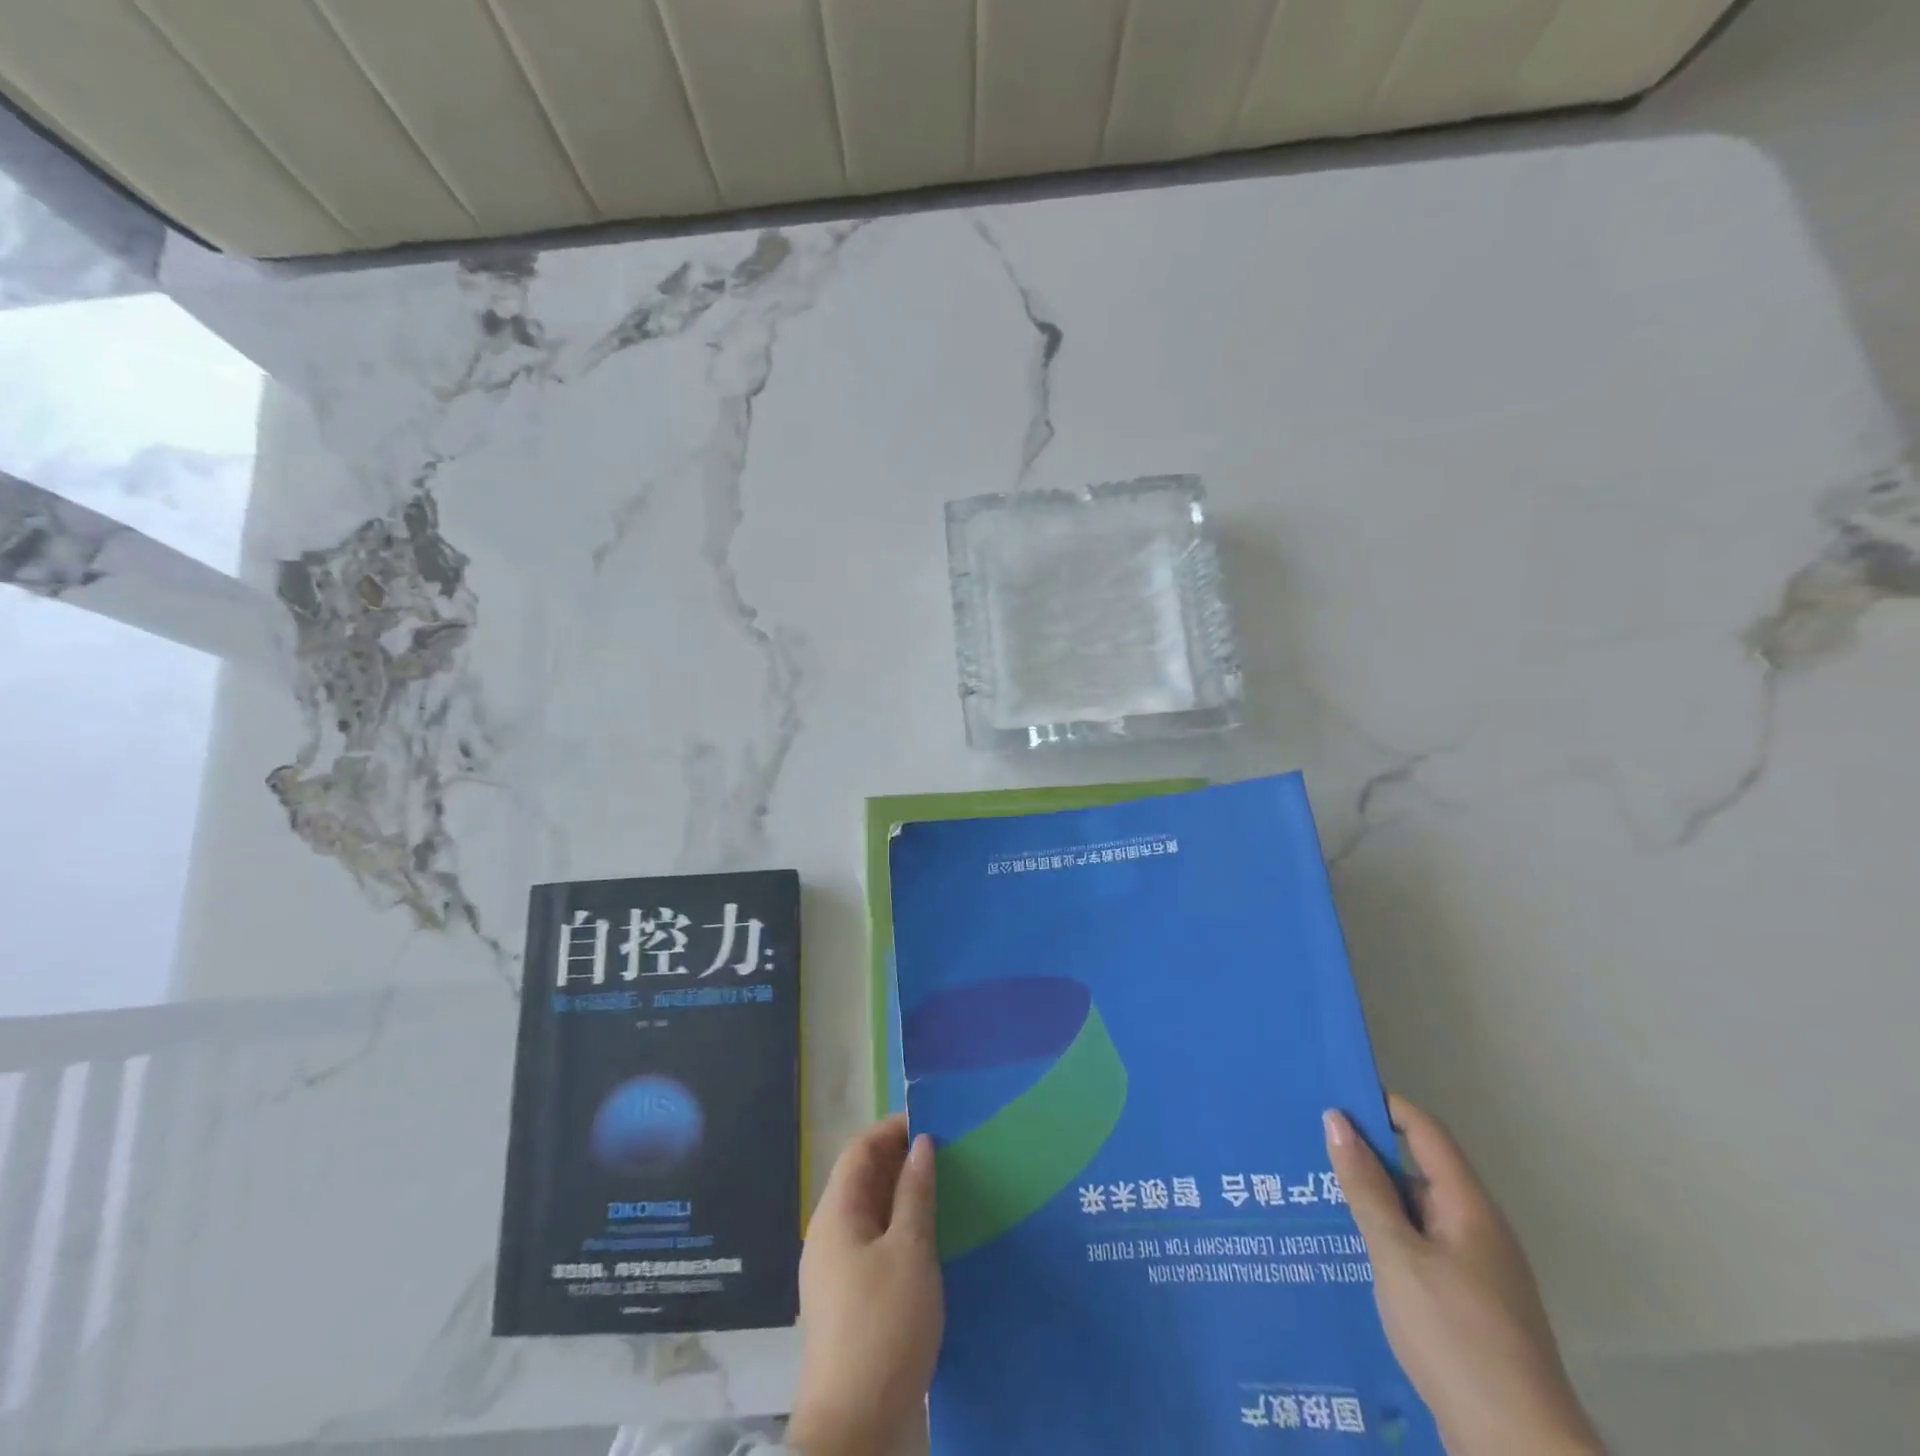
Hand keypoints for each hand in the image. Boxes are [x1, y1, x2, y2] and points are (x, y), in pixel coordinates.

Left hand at [789, 1115, 942, 1455]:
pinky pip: (878, 1245)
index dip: (892, 1129)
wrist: (854, 1431)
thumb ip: (916, 1193)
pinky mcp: (853, 1301)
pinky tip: (937, 1238)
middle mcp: (831, 1235)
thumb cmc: (883, 1328)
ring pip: (873, 1214)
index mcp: (836, 1215)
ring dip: (906, 1197)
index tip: (933, 1122)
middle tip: (950, 1153)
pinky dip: (904, 1230)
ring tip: (950, 1188)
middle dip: (903, 1160)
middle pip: (864, 1179)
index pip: (860, 1150)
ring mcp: (839, 1271)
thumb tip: (921, 1143)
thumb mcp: (910, 1252)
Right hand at [1325, 1095, 1602, 1455]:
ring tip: (1316, 1197)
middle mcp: (1478, 1231)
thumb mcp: (1397, 1254)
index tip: (1334, 1094)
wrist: (1518, 1450)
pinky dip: (1386, 1241)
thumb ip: (1365, 1187)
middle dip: (1367, 1157)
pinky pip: (1420, 1253)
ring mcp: (1477, 1274)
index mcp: (1468, 1208)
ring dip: (1373, 1203)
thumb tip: (1337, 1119)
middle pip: (1418, 1172)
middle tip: (1309, 1147)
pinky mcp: (1469, 1310)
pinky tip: (1350, 1254)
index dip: (1383, 1106)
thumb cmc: (1455, 1335)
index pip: (1425, 1132)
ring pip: (1416, 1217)